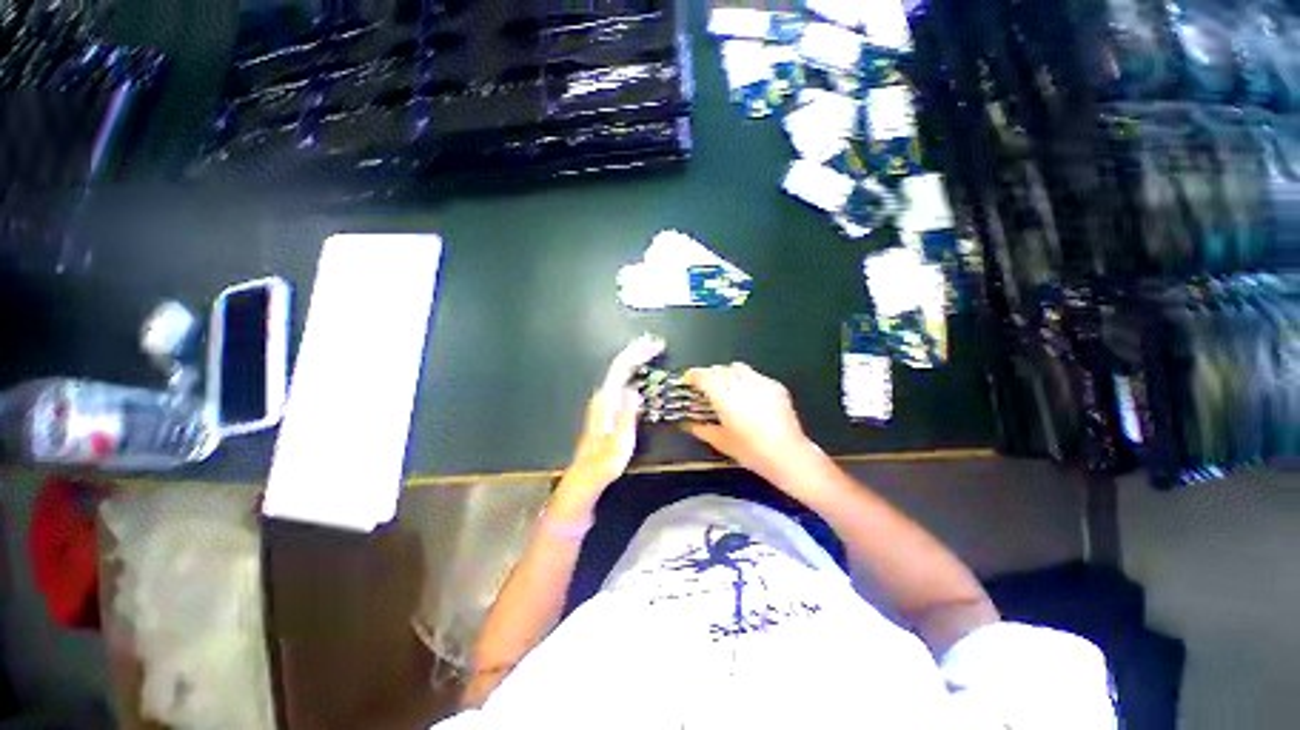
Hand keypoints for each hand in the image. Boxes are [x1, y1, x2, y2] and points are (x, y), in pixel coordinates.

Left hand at [553, 335, 664, 515]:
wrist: (587, 476)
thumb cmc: (603, 464)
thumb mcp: (619, 444)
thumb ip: (626, 416)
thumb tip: (633, 390)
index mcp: (605, 402)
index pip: (620, 369)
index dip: (636, 354)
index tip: (653, 346)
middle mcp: (603, 397)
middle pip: (619, 366)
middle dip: (637, 352)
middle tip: (655, 343)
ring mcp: (604, 401)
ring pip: (620, 372)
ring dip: (634, 359)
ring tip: (649, 349)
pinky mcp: (608, 407)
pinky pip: (621, 380)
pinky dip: (631, 371)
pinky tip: (639, 371)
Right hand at [682, 363, 820, 484]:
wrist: (787, 454)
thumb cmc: (752, 451)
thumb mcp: (722, 442)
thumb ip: (702, 430)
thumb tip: (688, 425)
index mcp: (725, 399)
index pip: (704, 376)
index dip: (693, 375)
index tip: (688, 379)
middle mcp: (742, 385)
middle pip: (720, 369)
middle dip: (709, 375)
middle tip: (706, 387)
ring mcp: (760, 383)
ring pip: (738, 368)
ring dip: (728, 373)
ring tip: (728, 387)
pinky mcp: (775, 386)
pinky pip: (756, 375)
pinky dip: (747, 380)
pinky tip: (749, 395)